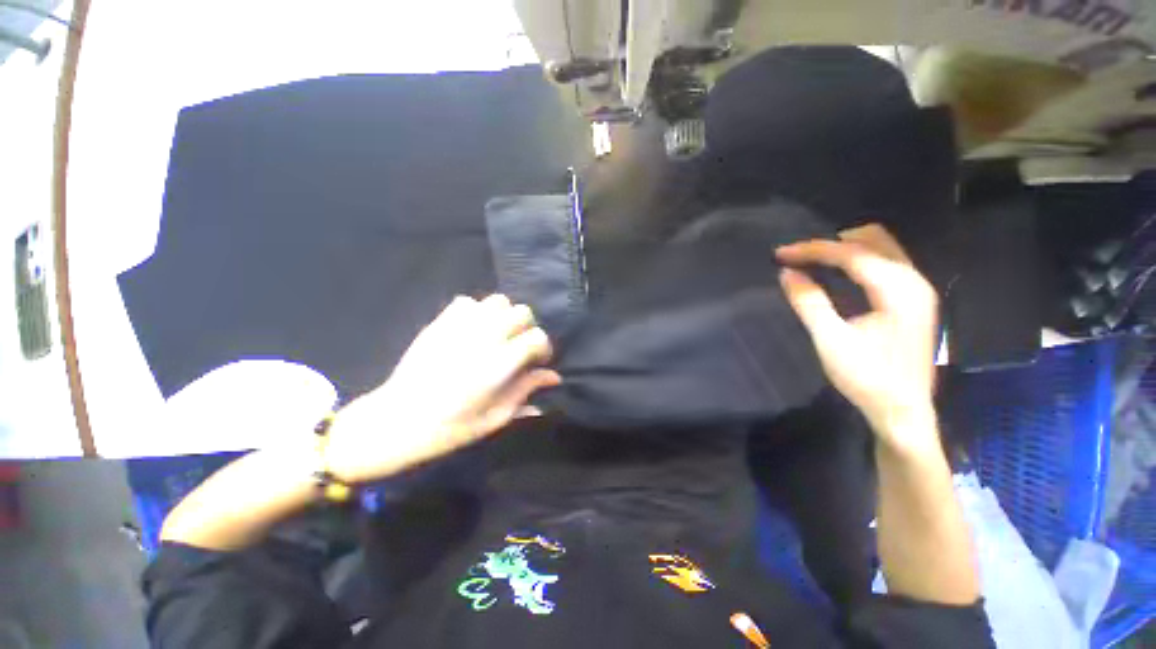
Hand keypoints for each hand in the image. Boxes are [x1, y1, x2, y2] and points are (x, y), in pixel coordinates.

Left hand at [326, 294, 559, 482]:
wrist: (397, 420)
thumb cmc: (451, 427)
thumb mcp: (496, 417)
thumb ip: (527, 390)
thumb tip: (553, 377)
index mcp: (500, 364)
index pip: (537, 337)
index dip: (543, 348)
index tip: (537, 361)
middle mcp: (485, 338)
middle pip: (522, 312)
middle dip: (527, 328)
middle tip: (518, 347)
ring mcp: (461, 326)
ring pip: (498, 301)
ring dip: (504, 316)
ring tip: (497, 334)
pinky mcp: (440, 322)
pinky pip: (467, 302)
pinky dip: (477, 311)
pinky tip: (473, 330)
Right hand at [776, 226, 938, 448]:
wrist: (903, 411)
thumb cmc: (867, 378)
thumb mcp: (831, 340)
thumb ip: (809, 302)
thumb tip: (787, 273)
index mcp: (898, 289)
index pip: (852, 254)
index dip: (812, 249)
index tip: (780, 253)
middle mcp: (914, 281)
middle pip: (874, 240)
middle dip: (831, 243)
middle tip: (797, 257)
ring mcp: (917, 290)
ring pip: (882, 249)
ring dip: (845, 249)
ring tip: (812, 261)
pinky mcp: (912, 301)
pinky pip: (885, 263)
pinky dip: (858, 261)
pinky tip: (837, 273)